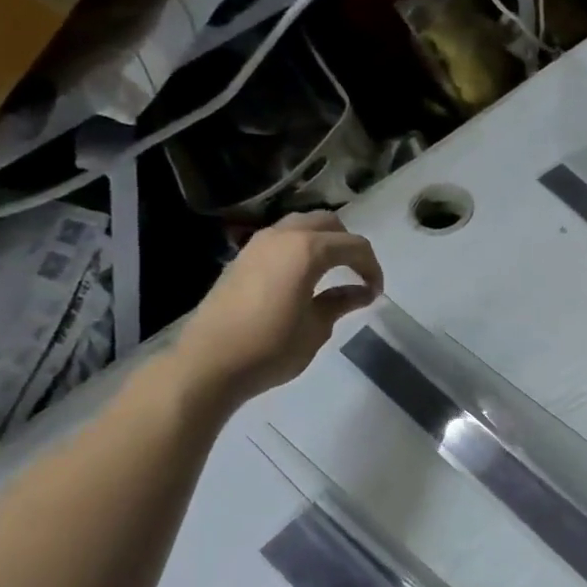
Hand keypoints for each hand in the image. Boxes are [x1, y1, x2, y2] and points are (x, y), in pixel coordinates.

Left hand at [172, 212, 382, 407]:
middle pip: (328, 224)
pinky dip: (300, 249)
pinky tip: (304, 279)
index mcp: (307, 250)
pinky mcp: (242, 257)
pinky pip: (281, 240)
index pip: (354, 246)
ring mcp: (258, 244)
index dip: (372, 267)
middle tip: (358, 275)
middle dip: (349, 246)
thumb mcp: (317, 327)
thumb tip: (362, 292)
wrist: (210, 362)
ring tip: (332, 274)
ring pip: (301, 226)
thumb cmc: (272, 347)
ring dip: (323, 243)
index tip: (376, 293)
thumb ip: (341, 302)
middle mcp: (283, 236)